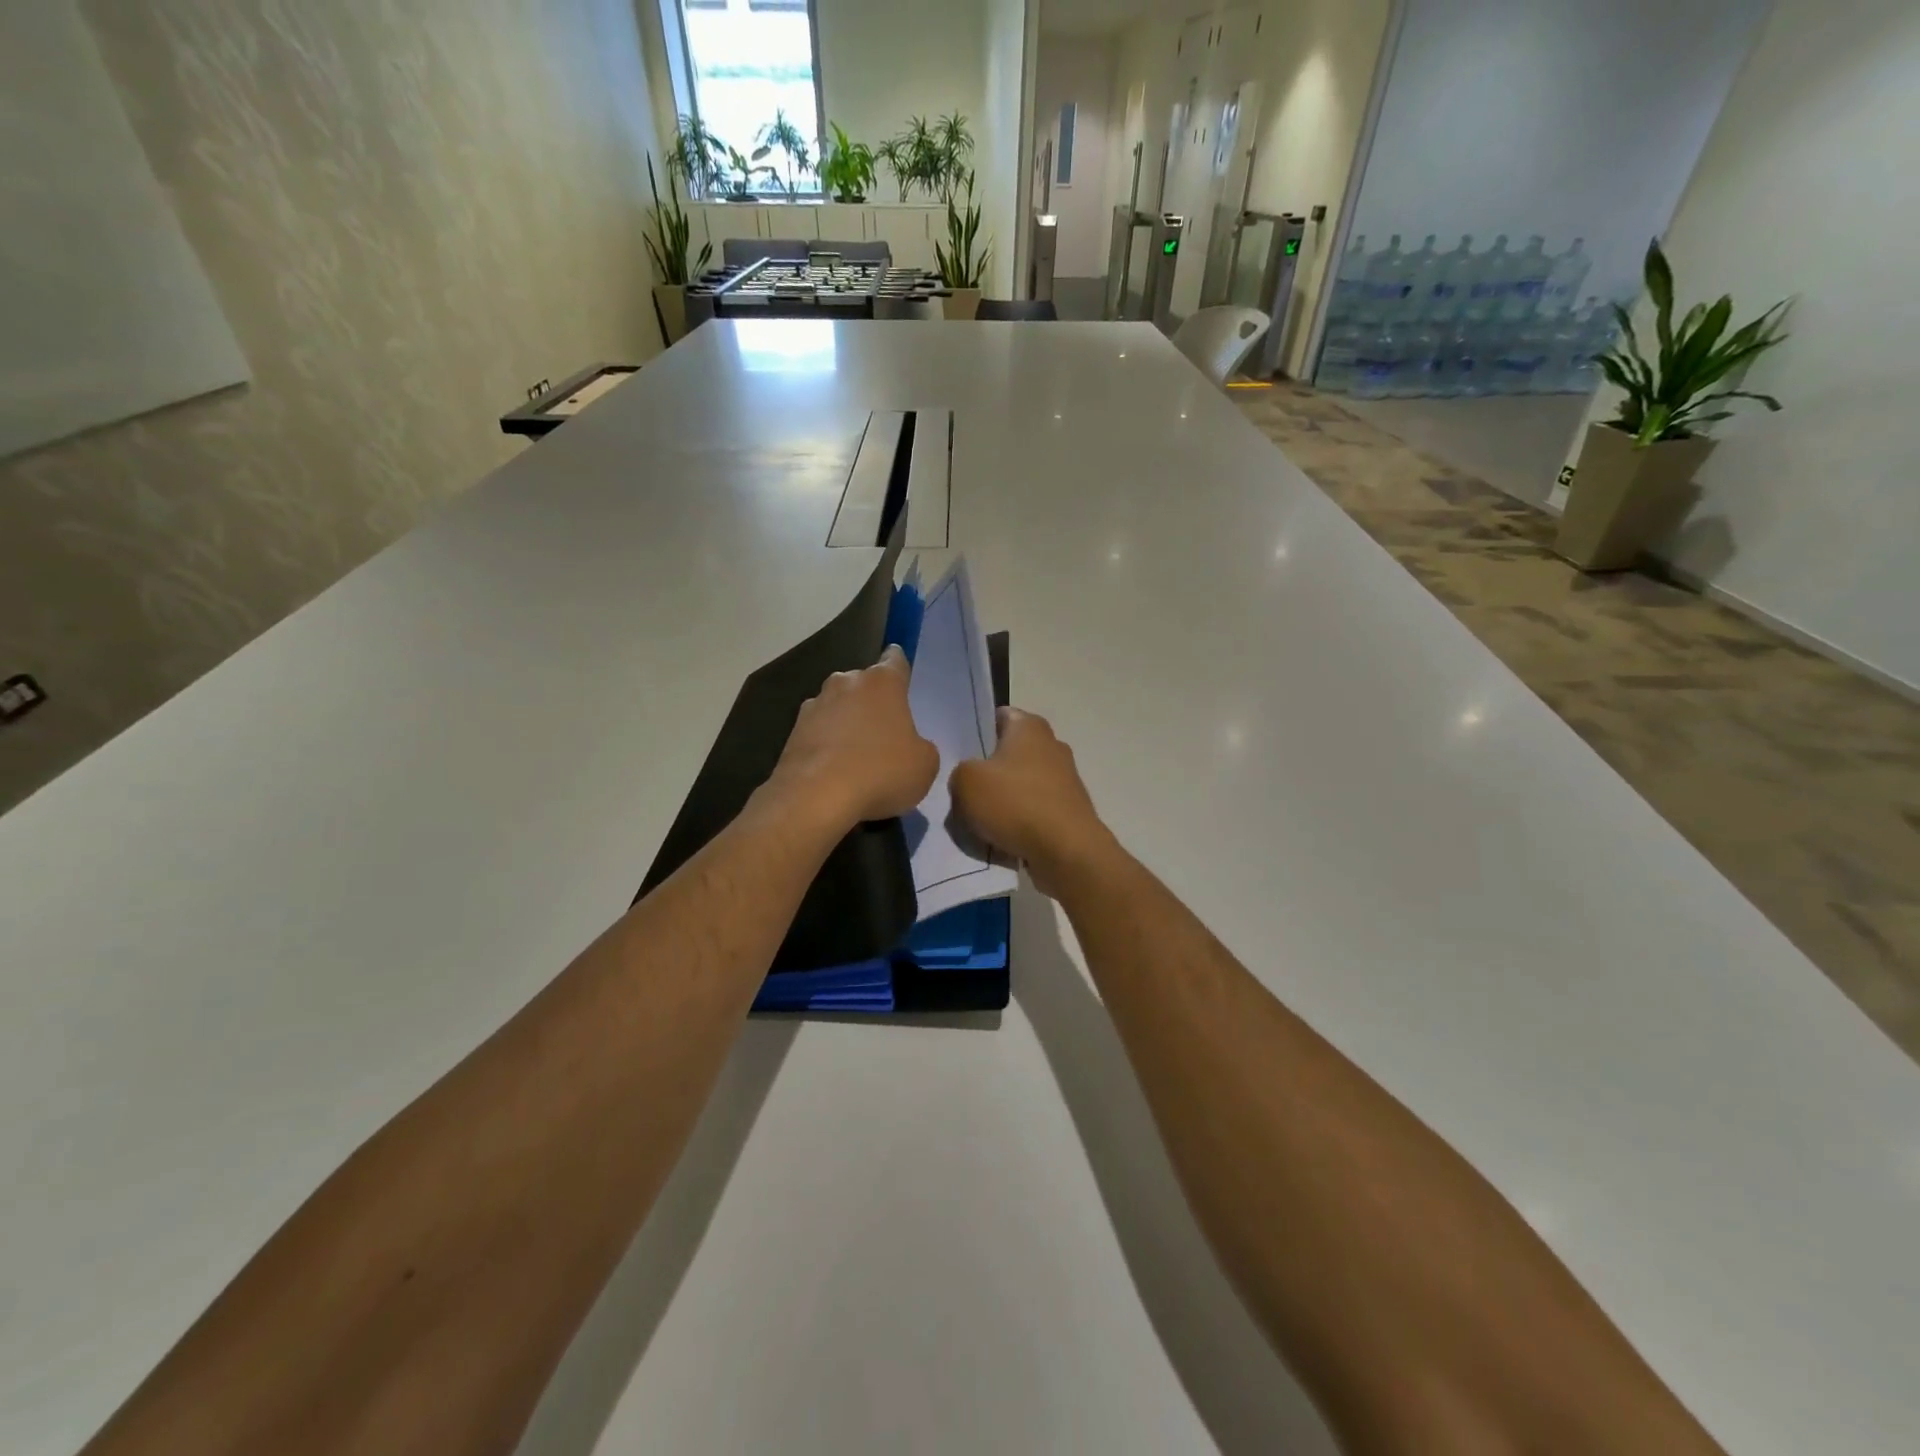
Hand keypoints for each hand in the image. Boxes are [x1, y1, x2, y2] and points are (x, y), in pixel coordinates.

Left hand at [768, 645, 938, 832]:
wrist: (816, 797)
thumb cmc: (881, 772)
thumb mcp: (925, 764)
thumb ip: (921, 746)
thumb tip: (910, 746)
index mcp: (883, 682)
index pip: (894, 659)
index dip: (900, 668)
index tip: (902, 681)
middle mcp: (846, 682)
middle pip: (863, 683)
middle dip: (872, 701)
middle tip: (884, 731)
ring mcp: (815, 705)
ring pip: (838, 706)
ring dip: (846, 722)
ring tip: (856, 755)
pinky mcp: (792, 731)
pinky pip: (818, 731)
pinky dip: (826, 744)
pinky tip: (834, 770)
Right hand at [950, 707, 1113, 895]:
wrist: (1066, 851)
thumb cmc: (1015, 804)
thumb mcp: (966, 781)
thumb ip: (959, 771)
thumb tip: (969, 779)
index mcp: (1029, 726)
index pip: (998, 715)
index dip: (976, 730)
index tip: (958, 753)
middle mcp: (1051, 745)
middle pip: (1008, 752)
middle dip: (987, 770)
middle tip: (962, 789)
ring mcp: (1064, 779)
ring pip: (1020, 784)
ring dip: (1002, 799)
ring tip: (979, 820)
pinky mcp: (1069, 810)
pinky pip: (1033, 810)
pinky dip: (1019, 821)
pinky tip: (1002, 838)